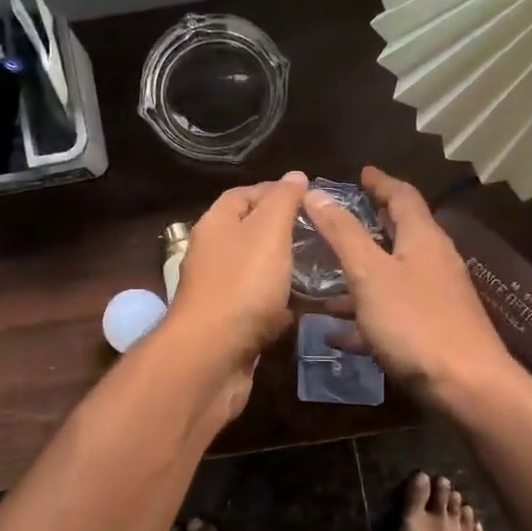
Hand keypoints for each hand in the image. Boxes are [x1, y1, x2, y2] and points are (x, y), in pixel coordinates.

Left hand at [167, 171, 309, 373]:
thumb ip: (283, 202)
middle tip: (319, 233)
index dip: (274, 191)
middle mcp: (212, 254)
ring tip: (319, 266)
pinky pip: (258, 306)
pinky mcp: (229, 324)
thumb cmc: (242, 284)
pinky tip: (303, 305)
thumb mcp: (268, 232)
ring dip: (283, 268)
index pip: (242, 195)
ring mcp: (218, 291)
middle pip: (248, 233)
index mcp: (215, 225)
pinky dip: (278, 303)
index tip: (309, 197)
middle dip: (282, 230)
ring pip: (255, 271)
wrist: (212, 355)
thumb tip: (295, 175)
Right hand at [304, 166, 516, 409]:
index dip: (380, 182)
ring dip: (359, 275)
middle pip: (399, 234)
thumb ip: (342, 234)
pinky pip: (391, 313)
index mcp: (423, 238)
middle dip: (367, 227)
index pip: (403, 196)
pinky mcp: (431, 330)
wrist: (466, 387)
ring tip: (322, 282)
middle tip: (336, 221)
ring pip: (391, 276)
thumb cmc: (415, 321)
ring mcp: (435, 298)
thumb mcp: (370, 273)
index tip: (361, 173)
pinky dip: (364, 315)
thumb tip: (316, 192)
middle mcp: (433, 261)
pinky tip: (336, 334)